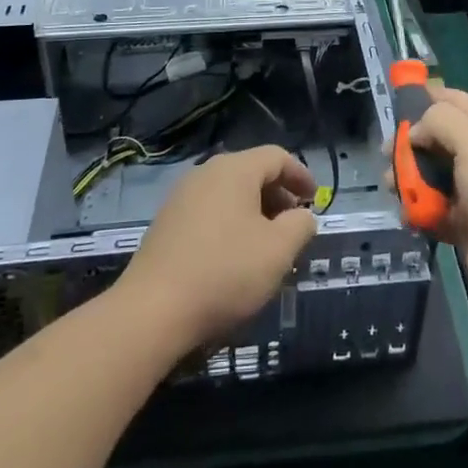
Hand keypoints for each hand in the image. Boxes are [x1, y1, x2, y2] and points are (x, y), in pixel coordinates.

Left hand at [114, 145, 318, 353]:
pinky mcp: (166, 222)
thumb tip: (302, 216)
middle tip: (293, 226)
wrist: (152, 310)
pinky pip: (209, 210)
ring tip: (266, 245)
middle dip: (278, 196)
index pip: (277, 157)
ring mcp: (181, 196)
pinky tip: (234, 256)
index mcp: (235, 169)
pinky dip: (230, 223)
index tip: (315, 200)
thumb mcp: (278, 251)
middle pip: (251, 172)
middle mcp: (206, 172)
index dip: (301, 175)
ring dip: (254, 212)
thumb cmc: (225, 273)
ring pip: (229, 193)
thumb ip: (300, 226)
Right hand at [410, 86, 467, 322]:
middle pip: (435, 138)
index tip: (393, 110)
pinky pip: (432, 208)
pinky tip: (408, 217)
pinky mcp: (464, 222)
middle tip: (385, 157)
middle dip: (408, 145)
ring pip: (430, 174)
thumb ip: (440, 121)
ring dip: (408, 180)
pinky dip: (418, 211)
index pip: (451, 100)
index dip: (422, 99)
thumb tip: (415, 131)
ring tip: (393, 190)